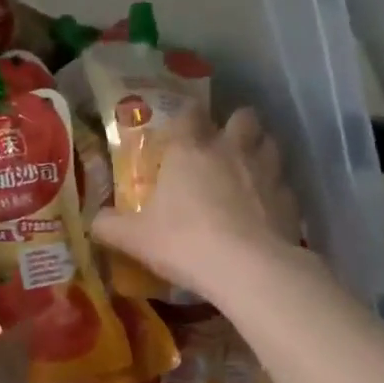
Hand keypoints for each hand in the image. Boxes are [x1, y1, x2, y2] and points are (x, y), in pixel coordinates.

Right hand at [91, 107, 300, 298]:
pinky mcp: (290, 199)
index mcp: (191, 150)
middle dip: (236, 125)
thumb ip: (111, 226)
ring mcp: (267, 171)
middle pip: (243, 116)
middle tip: (224, 146)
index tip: (183, 128)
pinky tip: (267, 211)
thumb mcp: (135, 239)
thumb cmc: (183, 242)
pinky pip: (284, 185)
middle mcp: (232, 149)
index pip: (190, 114)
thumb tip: (92, 221)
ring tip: (249, 172)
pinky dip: (276, 192)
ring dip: (260, 151)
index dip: (187, 117)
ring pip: (270, 143)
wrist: (246, 268)